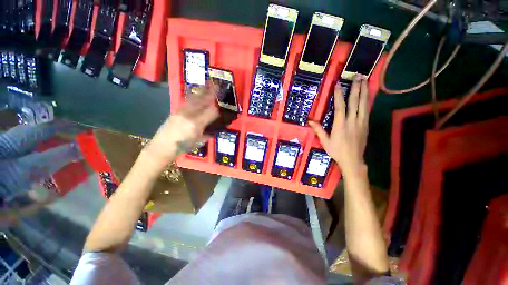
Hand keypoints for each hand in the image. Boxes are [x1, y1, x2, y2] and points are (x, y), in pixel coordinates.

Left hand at [145, 83, 218, 163]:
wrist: (161, 147)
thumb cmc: (182, 147)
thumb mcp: (198, 142)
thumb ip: (207, 135)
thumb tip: (214, 131)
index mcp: (196, 124)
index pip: (210, 112)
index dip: (217, 108)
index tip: (221, 104)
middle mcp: (189, 115)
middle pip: (202, 101)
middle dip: (210, 93)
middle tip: (216, 86)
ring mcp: (181, 111)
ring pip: (193, 98)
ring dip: (201, 91)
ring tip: (207, 85)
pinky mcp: (175, 111)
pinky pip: (186, 101)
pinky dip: (193, 96)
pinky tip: (196, 93)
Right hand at [309, 77, 368, 177]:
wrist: (353, 160)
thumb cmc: (337, 151)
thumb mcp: (325, 142)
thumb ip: (318, 130)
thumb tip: (309, 121)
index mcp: (341, 125)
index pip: (340, 107)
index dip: (339, 95)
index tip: (338, 84)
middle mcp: (353, 121)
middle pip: (355, 102)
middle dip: (356, 88)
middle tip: (358, 76)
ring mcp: (361, 123)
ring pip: (364, 104)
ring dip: (364, 91)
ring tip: (365, 80)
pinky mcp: (366, 125)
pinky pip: (367, 110)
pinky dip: (367, 101)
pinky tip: (367, 95)